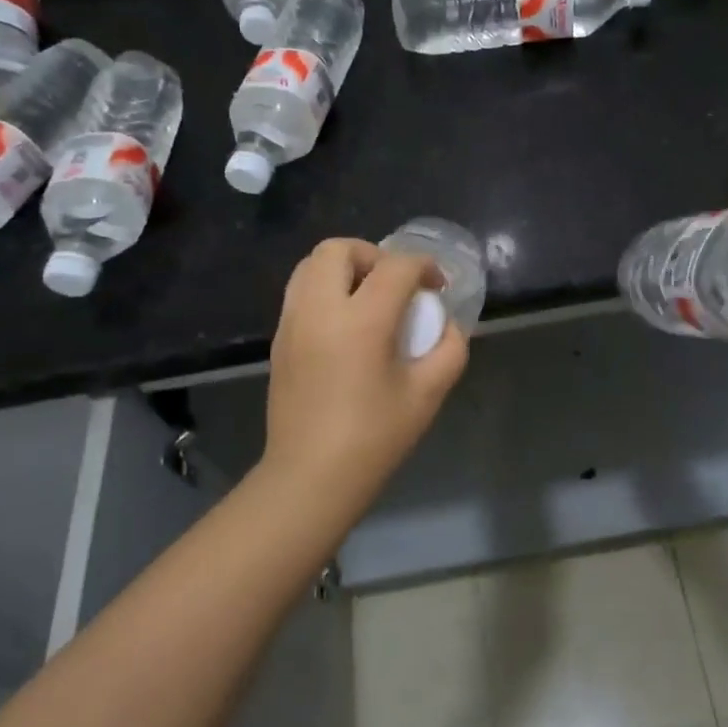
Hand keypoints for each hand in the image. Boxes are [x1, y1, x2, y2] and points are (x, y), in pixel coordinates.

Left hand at [263, 238, 468, 511]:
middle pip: (339, 249)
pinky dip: (326, 290)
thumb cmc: (374, 437)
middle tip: (396, 285)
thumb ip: (449, 349)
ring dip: (345, 268)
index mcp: (361, 321)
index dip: (424, 266)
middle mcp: (319, 310)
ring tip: (370, 299)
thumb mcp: (427, 394)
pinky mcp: (279, 340)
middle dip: (375, 255)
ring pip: (310, 265)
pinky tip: (347, 326)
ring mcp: (292, 323)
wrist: (311, 477)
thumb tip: (447, 326)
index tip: (438, 286)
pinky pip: (300, 293)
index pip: (396, 267)